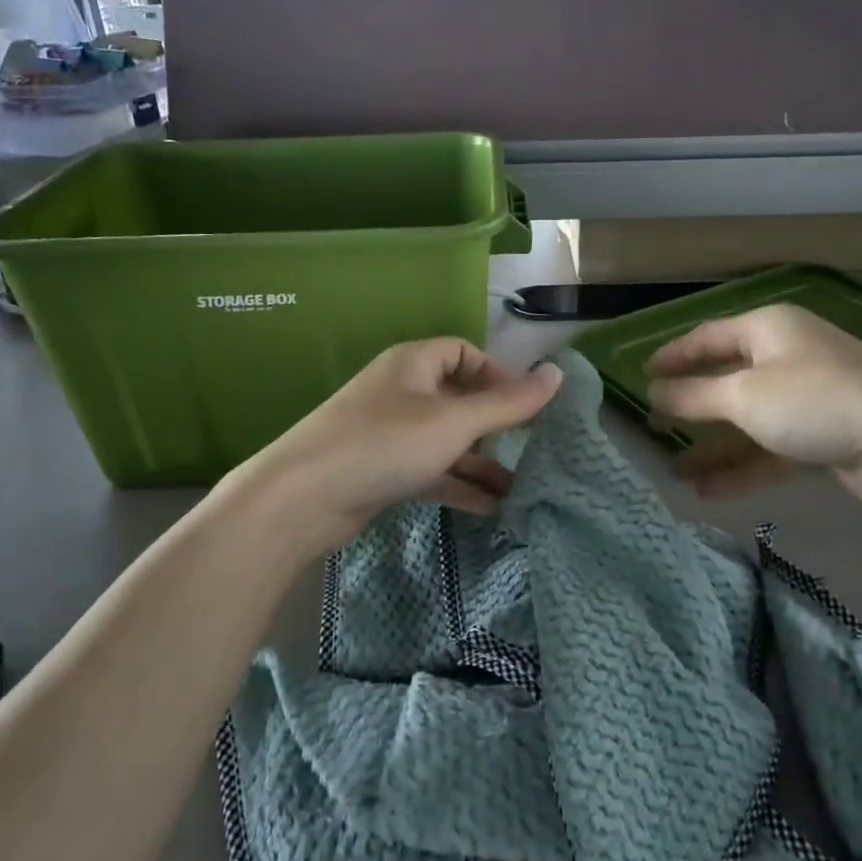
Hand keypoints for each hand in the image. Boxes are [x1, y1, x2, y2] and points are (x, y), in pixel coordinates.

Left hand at [248, 340, 561, 547]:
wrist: (303, 498)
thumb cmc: (385, 444)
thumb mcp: (455, 422)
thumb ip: (509, 403)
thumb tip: (558, 374)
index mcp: (414, 364)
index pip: (464, 353)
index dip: (497, 375)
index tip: (526, 405)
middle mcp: (401, 392)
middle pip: (458, 399)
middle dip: (494, 424)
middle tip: (529, 448)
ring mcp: (389, 433)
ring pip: (446, 440)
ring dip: (481, 461)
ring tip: (522, 487)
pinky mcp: (382, 470)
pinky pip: (430, 469)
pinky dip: (458, 484)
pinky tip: (491, 507)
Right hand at [644, 304, 861, 503]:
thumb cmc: (814, 401)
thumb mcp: (744, 396)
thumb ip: (693, 395)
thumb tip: (652, 392)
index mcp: (768, 329)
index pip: (707, 337)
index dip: (673, 356)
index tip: (641, 376)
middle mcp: (788, 356)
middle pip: (727, 380)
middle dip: (691, 409)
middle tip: (655, 427)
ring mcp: (809, 397)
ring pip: (748, 420)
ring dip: (714, 446)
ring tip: (676, 473)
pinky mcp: (825, 435)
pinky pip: (771, 446)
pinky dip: (743, 466)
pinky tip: (711, 491)